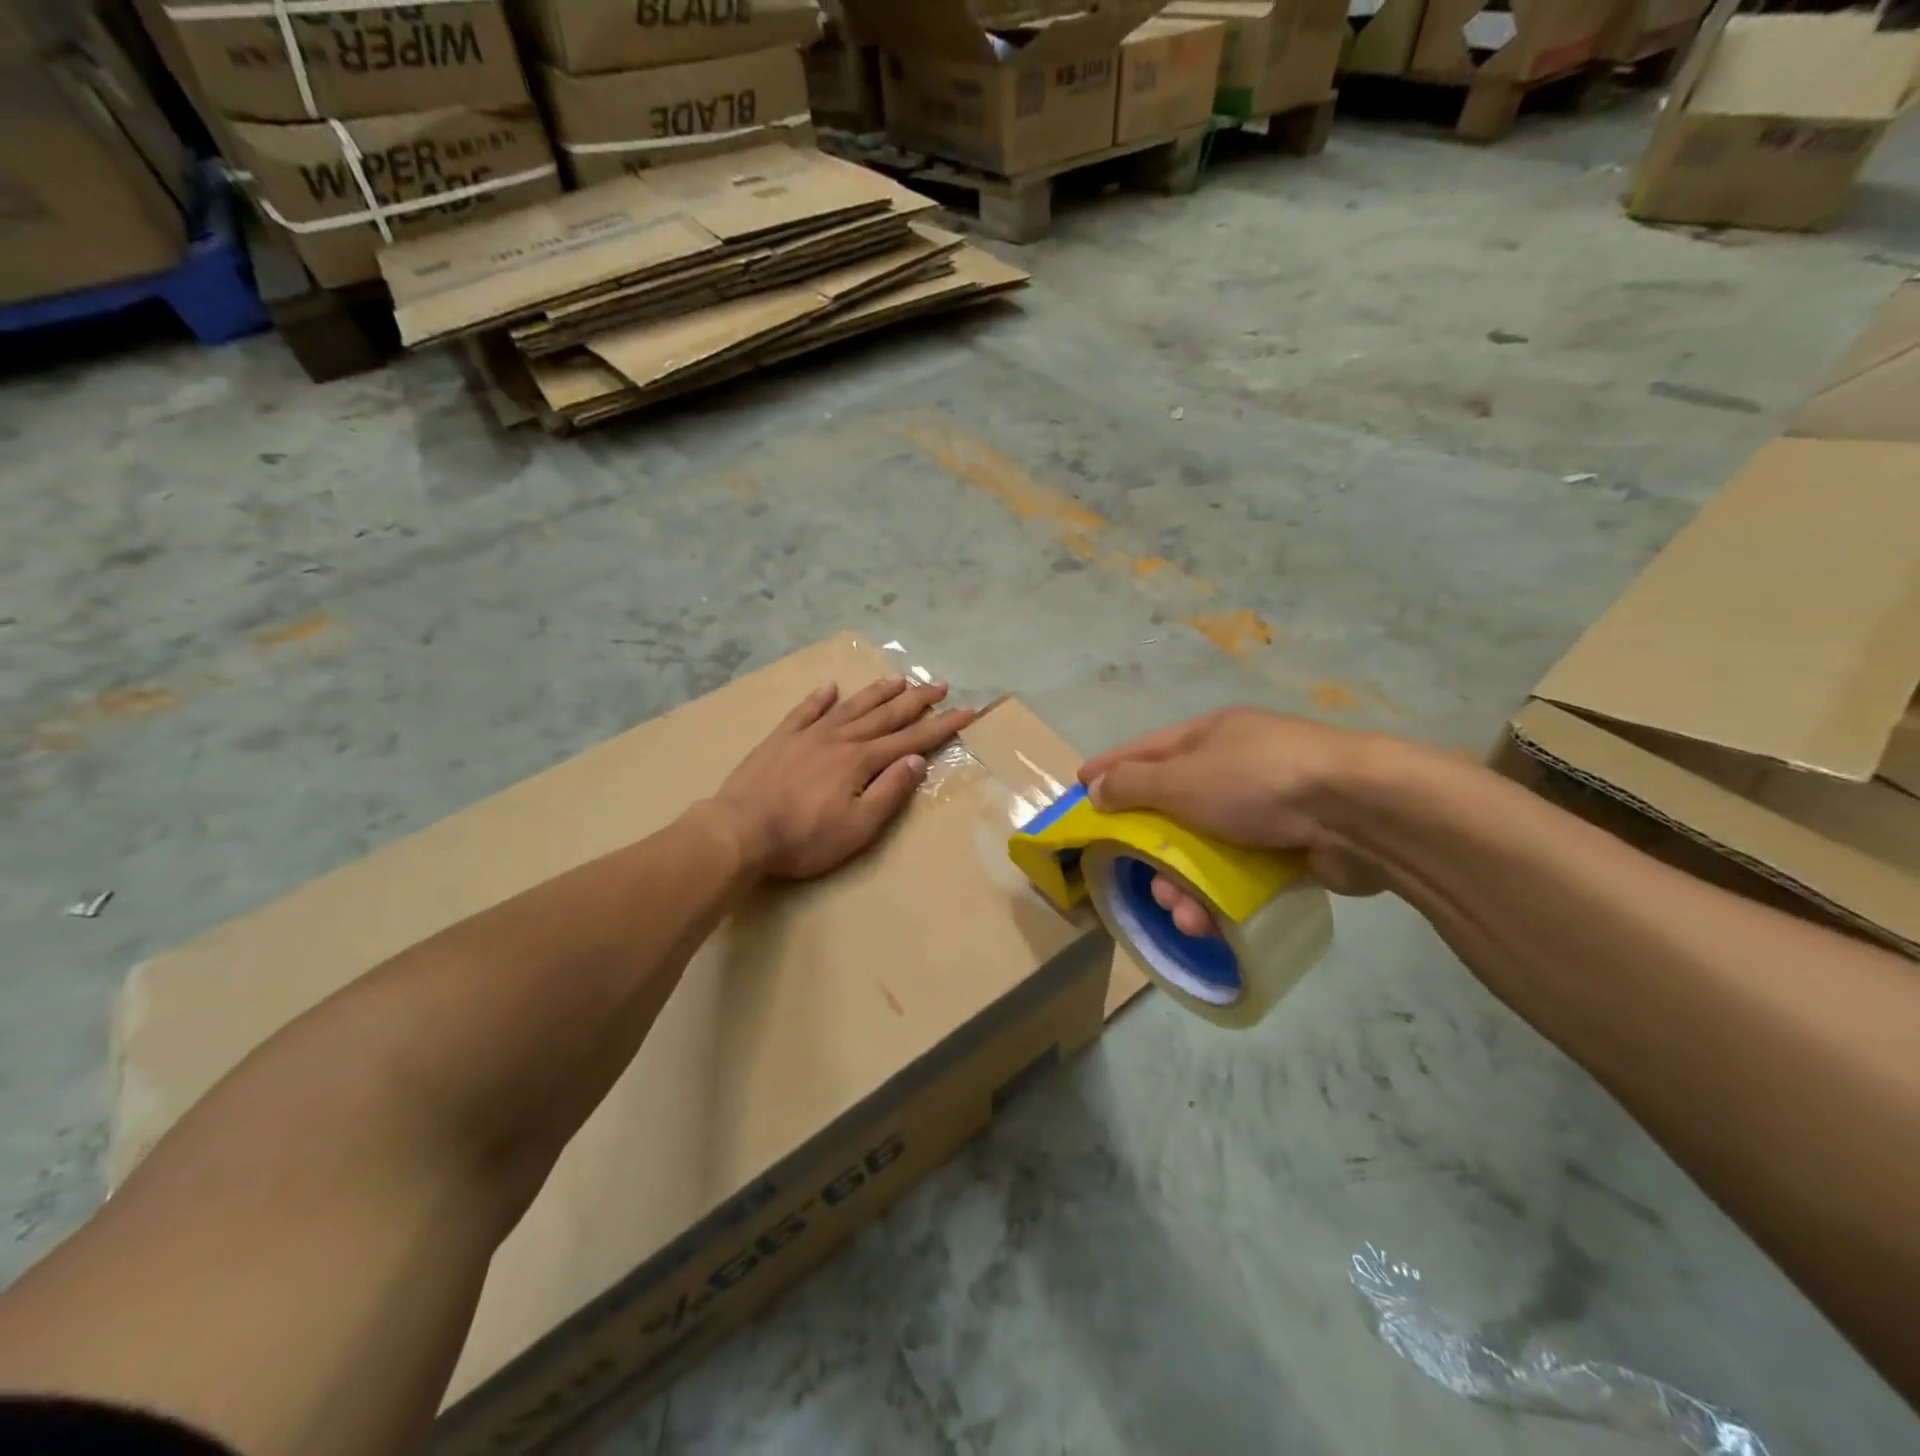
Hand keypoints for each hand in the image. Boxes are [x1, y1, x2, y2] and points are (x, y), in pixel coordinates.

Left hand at [709, 677, 976, 879]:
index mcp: (861, 760)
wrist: (739, 830)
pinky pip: (805, 711)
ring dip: (877, 692)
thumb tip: (917, 760)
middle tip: (940, 684)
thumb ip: (889, 791)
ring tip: (898, 679)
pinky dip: (819, 698)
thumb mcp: (858, 827)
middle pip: (885, 715)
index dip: (941, 725)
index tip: (967, 710)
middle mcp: (839, 739)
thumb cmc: (804, 838)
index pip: (911, 739)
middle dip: (916, 700)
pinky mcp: (780, 739)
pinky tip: (830, 687)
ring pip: (850, 706)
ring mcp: (808, 735)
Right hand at [1078, 708, 1390, 932]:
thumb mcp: (1183, 778)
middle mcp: (1232, 767)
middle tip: (1132, 874)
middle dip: (1148, 846)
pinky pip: (1237, 873)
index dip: (1109, 769)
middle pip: (1172, 807)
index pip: (1143, 751)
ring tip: (1178, 911)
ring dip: (1182, 882)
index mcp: (1208, 737)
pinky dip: (1218, 896)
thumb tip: (1097, 788)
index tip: (1078, 789)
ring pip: (1203, 848)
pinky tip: (1208, 920)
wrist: (1359, 811)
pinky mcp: (1289, 847)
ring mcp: (1264, 808)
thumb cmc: (1258, 781)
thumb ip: (1133, 784)